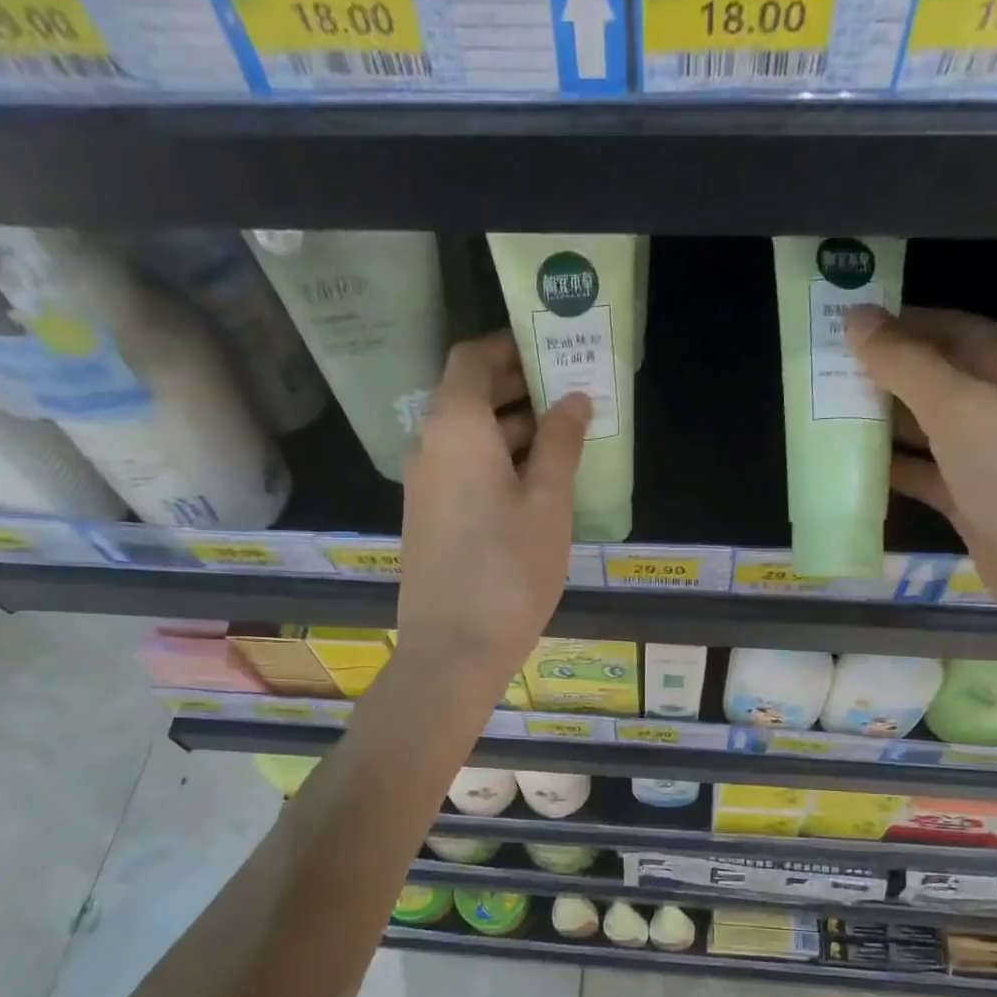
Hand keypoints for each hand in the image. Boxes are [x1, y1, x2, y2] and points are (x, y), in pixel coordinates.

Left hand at [394, 330, 588, 699]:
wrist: (453, 649)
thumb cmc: (509, 570)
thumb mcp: (547, 503)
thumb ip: (560, 443)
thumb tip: (573, 398)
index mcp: (456, 427)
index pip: (472, 359)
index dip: (509, 347)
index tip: (551, 349)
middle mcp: (429, 445)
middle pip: (468, 395)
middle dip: (517, 387)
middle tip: (570, 391)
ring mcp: (423, 483)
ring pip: (467, 435)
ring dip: (510, 427)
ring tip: (564, 436)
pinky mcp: (427, 516)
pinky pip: (461, 467)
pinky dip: (495, 460)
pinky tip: (536, 482)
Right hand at [844, 305, 996, 652]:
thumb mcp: (962, 406)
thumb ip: (905, 363)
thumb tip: (856, 319)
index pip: (948, 328)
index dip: (895, 325)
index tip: (838, 328)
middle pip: (934, 378)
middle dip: (881, 376)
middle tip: (818, 375)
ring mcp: (991, 456)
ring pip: (927, 428)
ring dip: (881, 423)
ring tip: (822, 416)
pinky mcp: (974, 500)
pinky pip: (925, 474)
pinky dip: (892, 469)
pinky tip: (848, 467)